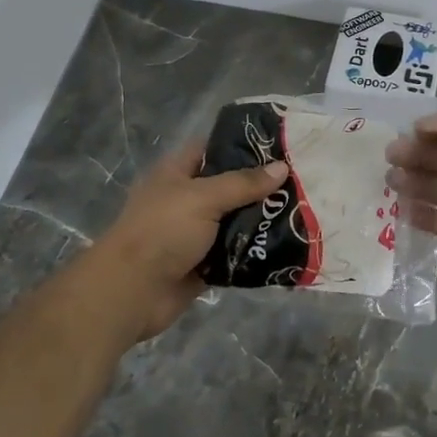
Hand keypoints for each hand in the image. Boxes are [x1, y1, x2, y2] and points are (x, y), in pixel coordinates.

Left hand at [91, 144, 287, 341]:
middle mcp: (187, 199)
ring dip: (262, 219)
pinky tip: (287, 243)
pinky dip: (256, 249)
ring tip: (303, 210)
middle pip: (230, 186)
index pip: (213, 148)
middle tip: (303, 179)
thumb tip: (282, 167)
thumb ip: (243, 183)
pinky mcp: (205, 263)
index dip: (244, 145)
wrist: (132, 292)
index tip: (281, 145)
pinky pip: (236, 252)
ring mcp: (195, 233)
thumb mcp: (203, 198)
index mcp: (178, 173)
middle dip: (262, 185)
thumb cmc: (163, 231)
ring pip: (236, 220)